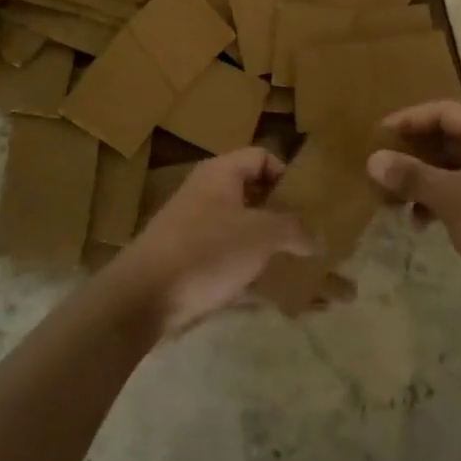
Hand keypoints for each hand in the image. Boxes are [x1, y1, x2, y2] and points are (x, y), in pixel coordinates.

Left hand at [106, 148, 315, 335]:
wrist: (143, 298)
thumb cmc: (205, 250)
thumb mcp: (259, 234)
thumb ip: (293, 229)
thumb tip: (316, 238)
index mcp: (221, 175)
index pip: (261, 157)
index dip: (286, 174)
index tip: (308, 202)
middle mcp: (209, 197)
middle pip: (256, 198)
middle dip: (287, 218)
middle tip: (315, 236)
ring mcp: (200, 234)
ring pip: (249, 237)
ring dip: (278, 253)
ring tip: (309, 273)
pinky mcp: (196, 268)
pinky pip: (238, 269)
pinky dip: (262, 280)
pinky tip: (289, 303)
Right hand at [368, 103, 460, 316]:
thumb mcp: (453, 198)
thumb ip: (411, 176)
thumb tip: (373, 160)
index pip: (442, 112)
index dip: (407, 121)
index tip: (376, 135)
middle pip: (447, 138)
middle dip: (412, 154)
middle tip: (380, 169)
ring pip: (454, 166)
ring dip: (423, 180)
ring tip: (393, 201)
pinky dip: (441, 199)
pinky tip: (421, 222)